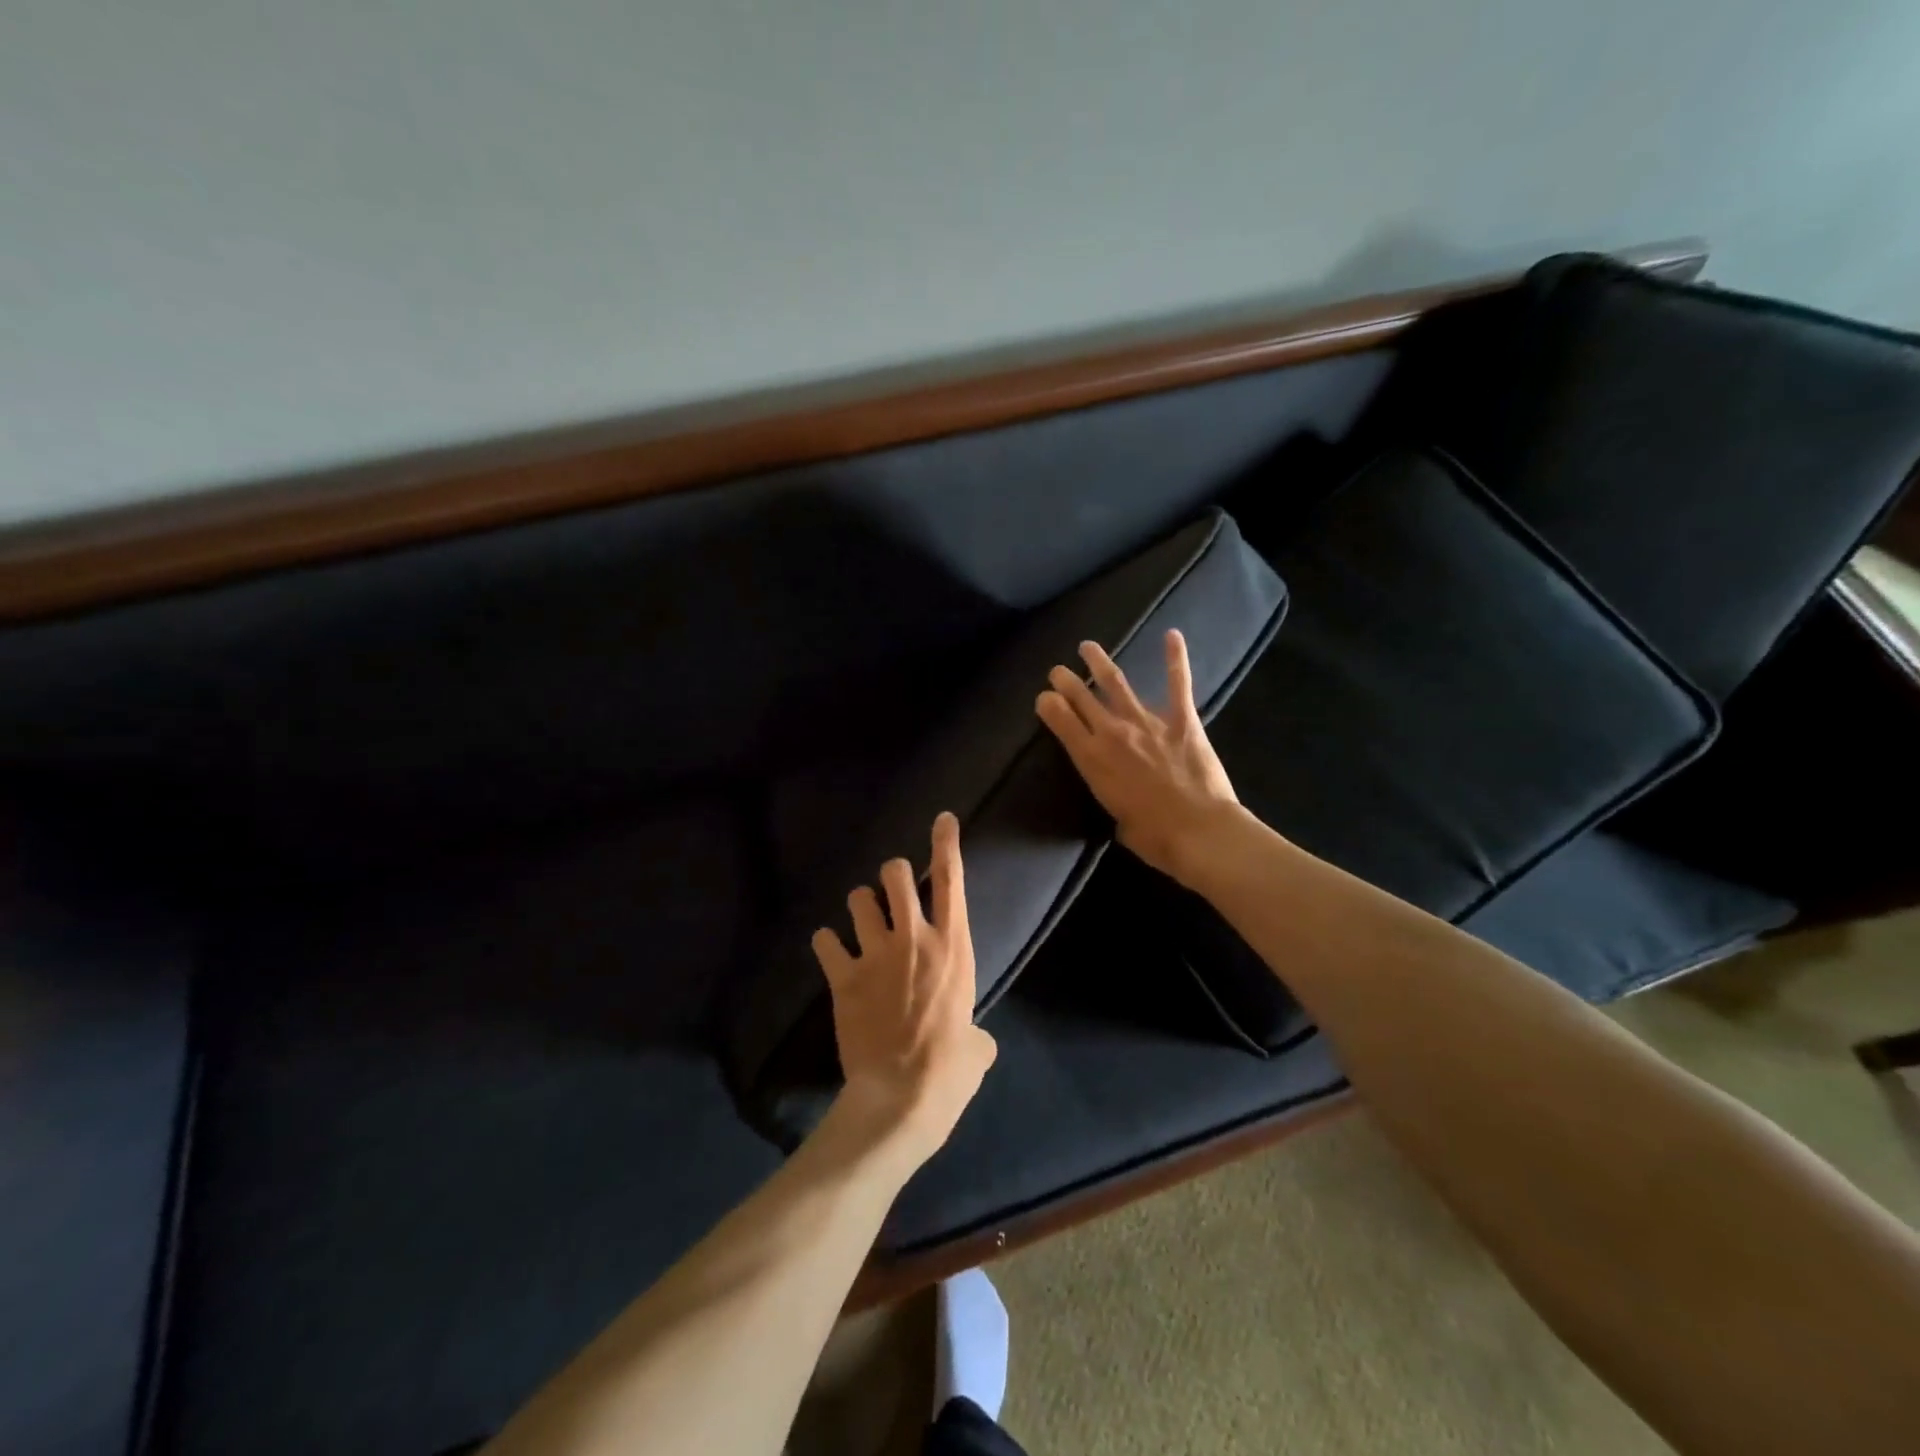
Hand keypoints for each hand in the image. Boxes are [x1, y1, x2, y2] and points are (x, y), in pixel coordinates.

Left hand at [811, 812, 997, 1165]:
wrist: (902, 1094)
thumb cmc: (951, 1068)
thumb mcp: (978, 1044)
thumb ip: (973, 1026)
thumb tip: (971, 1038)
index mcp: (953, 946)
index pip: (951, 879)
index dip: (946, 843)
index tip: (942, 819)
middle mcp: (914, 937)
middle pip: (895, 873)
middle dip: (893, 874)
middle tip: (893, 890)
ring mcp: (875, 952)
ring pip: (858, 898)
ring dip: (861, 906)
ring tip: (862, 924)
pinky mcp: (843, 976)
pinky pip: (825, 941)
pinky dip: (828, 944)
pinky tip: (832, 954)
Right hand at [1035, 629, 1240, 884]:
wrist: (1198, 832)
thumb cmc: (1154, 837)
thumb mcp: (1118, 821)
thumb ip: (1116, 799)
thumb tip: (1126, 801)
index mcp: (1092, 760)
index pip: (1060, 721)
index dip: (1048, 705)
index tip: (1044, 698)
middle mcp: (1113, 733)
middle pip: (1082, 697)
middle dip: (1066, 680)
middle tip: (1058, 671)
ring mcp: (1147, 722)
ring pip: (1116, 683)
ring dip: (1099, 663)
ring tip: (1088, 647)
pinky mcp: (1182, 721)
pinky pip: (1177, 684)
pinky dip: (1175, 659)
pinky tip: (1172, 635)